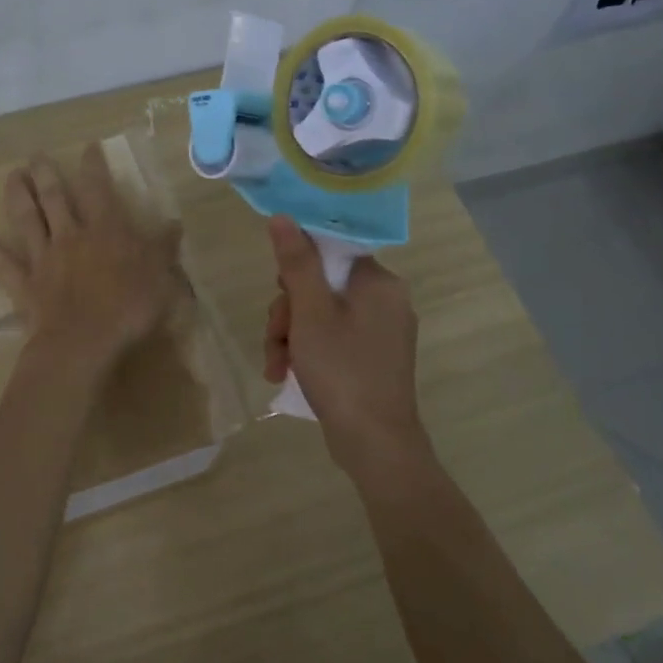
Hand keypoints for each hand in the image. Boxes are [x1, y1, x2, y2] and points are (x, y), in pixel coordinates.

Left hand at [0, 146, 183, 372]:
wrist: (84, 343)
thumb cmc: (128, 308)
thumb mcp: (160, 277)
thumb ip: (164, 248)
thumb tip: (174, 223)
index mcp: (105, 231)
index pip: (99, 190)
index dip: (94, 167)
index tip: (88, 147)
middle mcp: (71, 236)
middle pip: (55, 198)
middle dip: (46, 174)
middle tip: (36, 156)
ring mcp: (45, 259)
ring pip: (28, 220)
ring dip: (18, 197)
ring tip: (11, 176)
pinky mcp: (26, 285)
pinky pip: (3, 266)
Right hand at [263, 216, 425, 472]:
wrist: (375, 445)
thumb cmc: (342, 370)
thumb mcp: (310, 312)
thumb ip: (296, 262)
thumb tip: (283, 217)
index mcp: (378, 282)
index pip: (330, 251)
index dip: (297, 269)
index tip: (282, 292)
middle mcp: (386, 301)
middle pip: (321, 286)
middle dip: (288, 313)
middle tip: (278, 338)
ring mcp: (380, 333)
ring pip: (320, 315)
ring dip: (291, 336)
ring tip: (277, 365)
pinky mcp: (372, 359)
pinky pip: (332, 339)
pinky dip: (307, 352)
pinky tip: (286, 375)